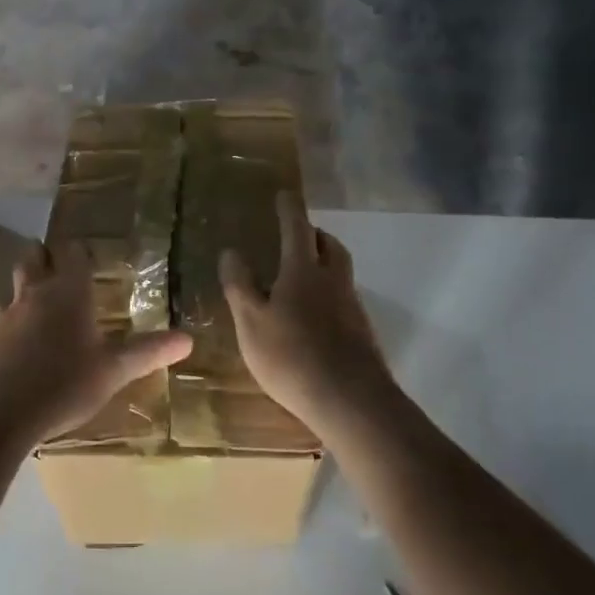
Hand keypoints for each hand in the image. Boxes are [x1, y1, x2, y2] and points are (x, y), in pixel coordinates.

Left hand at [0, 241, 192, 444]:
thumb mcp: (113, 370)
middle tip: (56, 259)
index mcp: (69, 293)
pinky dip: (12, 314)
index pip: (74, 255)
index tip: (88, 252)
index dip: (81, 251)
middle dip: (45, 255)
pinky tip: (18, 332)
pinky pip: (2, 314)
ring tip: (37, 288)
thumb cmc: (64, 383)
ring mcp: (9, 315)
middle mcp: (36, 295)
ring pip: (15, 284)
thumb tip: (188, 339)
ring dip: (25, 281)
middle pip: (34, 259)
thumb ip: (148, 352)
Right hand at [220, 193, 397, 432]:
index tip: (284, 195)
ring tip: (303, 275)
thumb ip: (240, 285)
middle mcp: (333, 280)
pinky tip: (316, 317)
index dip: (289, 209)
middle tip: (298, 235)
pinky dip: (330, 293)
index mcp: (303, 271)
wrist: (350, 400)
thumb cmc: (291, 356)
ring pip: (340, 272)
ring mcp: (352, 306)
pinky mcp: (362, 332)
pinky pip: (345, 298)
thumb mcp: (250, 322)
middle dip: (314, 234)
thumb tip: (231, 251)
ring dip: (325, 262)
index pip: (296, 228)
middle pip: (329, 245)